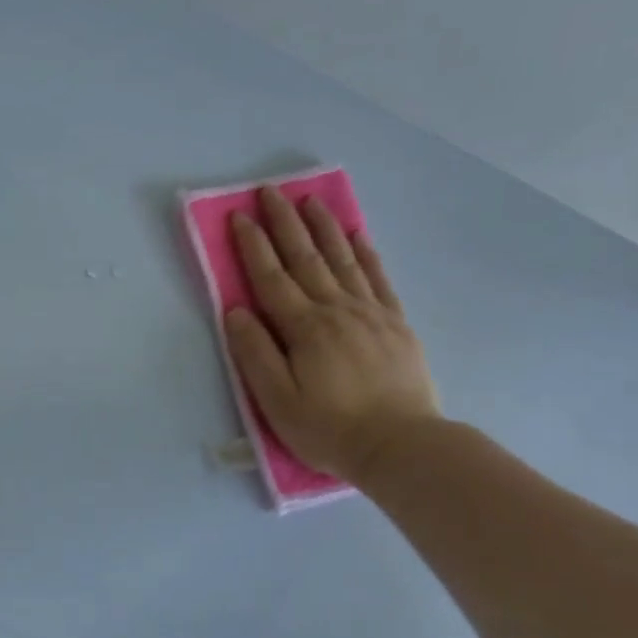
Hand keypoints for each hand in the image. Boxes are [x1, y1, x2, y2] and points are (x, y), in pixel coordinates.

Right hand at [224, 186, 440, 485]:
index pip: (271, 278)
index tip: (239, 216)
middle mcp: (336, 310)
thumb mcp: (277, 401)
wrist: (402, 446)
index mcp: (304, 328)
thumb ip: (255, 353)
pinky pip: (378, 278)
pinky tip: (357, 235)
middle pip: (305, 258)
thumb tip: (236, 312)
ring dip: (323, 228)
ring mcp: (370, 313)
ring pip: (343, 260)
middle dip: (285, 222)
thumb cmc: (329, 428)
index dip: (253, 246)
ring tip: (310, 201)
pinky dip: (366, 253)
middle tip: (271, 190)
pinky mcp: (395, 324)